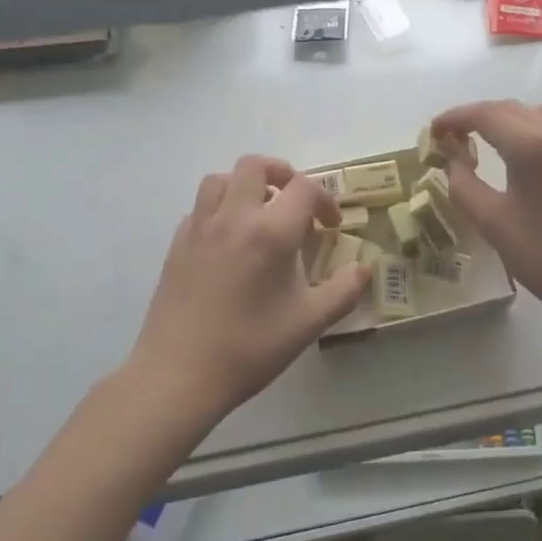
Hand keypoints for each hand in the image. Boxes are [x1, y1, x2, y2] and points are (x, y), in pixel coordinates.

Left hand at [128, 156, 373, 424]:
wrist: (178, 375)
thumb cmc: (249, 348)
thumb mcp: (308, 323)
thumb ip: (343, 291)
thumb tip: (364, 269)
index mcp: (270, 232)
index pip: (304, 188)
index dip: (325, 199)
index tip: (331, 226)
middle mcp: (234, 217)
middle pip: (255, 165)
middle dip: (281, 173)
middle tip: (294, 202)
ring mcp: (200, 227)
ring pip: (221, 178)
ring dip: (245, 185)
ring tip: (259, 212)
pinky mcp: (177, 243)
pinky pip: (200, 207)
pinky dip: (219, 209)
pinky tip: (228, 240)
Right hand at [430, 100, 541, 330]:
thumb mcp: (494, 224)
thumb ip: (464, 186)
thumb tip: (452, 162)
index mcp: (533, 145)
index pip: (485, 114)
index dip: (454, 118)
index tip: (432, 130)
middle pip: (510, 109)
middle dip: (476, 117)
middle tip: (450, 137)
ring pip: (537, 112)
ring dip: (507, 118)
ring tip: (486, 140)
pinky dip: (530, 127)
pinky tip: (522, 155)